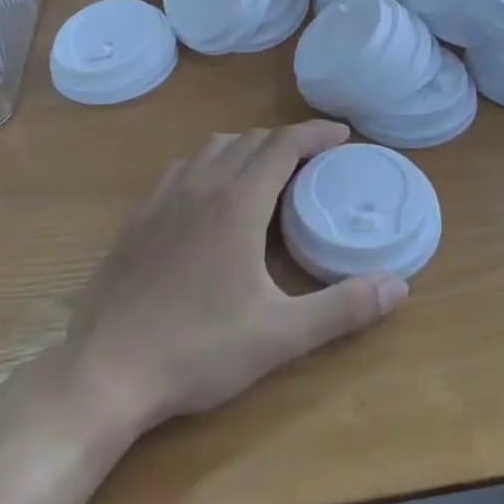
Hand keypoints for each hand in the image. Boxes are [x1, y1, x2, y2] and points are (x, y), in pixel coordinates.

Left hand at [55, 121, 408, 435]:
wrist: (104, 371)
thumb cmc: (198, 349)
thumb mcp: (280, 335)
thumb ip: (343, 308)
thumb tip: (399, 285)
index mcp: (236, 203)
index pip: (282, 145)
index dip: (315, 133)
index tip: (342, 134)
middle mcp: (199, 186)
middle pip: (248, 140)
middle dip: (285, 141)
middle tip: (313, 161)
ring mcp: (162, 199)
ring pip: (210, 149)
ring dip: (244, 149)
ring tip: (265, 174)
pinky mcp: (136, 219)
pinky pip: (180, 170)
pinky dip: (208, 166)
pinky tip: (209, 199)